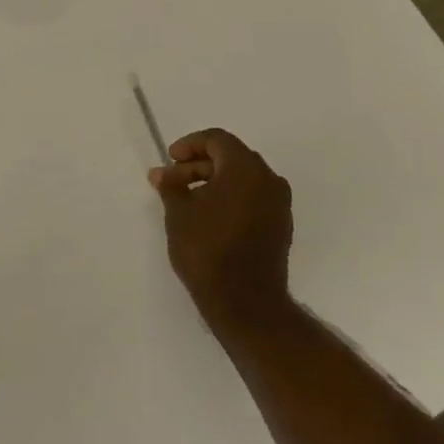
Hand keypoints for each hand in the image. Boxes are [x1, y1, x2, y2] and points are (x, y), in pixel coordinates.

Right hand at [149, 129, 292, 328]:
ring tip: (187, 202)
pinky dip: (231, 199)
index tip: (170, 161)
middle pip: (230, 157)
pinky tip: (209, 218)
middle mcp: (268, 179)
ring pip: (242, 179)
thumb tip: (163, 173)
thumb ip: (171, 186)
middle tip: (172, 183)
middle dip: (198, 166)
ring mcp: (279, 204)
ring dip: (214, 183)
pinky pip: (253, 199)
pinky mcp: (281, 227)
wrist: (246, 303)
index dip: (190, 145)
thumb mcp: (179, 213)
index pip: (217, 139)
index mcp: (245, 167)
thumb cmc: (208, 250)